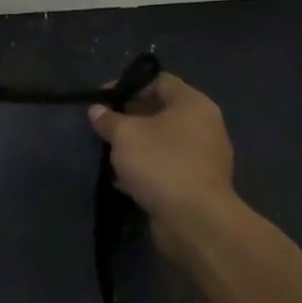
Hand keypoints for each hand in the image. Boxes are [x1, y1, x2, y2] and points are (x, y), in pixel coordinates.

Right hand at [89, 73, 240, 259]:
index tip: (102, 98)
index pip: (158, 81)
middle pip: (161, 111)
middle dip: (129, 117)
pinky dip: (145, 170)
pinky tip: (122, 179)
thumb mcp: (125, 134)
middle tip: (102, 125)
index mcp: (193, 104)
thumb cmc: (161, 163)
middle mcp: (204, 126)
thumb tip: (97, 110)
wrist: (194, 221)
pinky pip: (166, 167)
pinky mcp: (197, 185)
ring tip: (108, 152)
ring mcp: (204, 158)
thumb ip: (108, 119)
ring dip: (137, 146)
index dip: (128, 85)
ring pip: (162, 142)